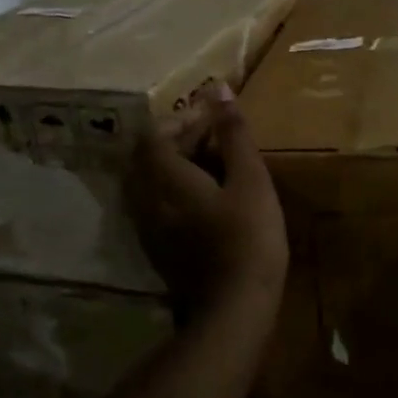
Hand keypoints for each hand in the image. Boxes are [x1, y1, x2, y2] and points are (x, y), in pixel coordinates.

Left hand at [127, 84, 287, 320]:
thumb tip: (217, 88)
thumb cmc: (248, 237)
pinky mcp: (159, 249)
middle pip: (147, 157)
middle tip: (213, 136)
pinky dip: (176, 190)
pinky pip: (157, 206)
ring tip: (211, 163)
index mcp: (166, 179)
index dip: (180, 119)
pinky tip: (205, 197)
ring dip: (175, 165)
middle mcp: (147, 200)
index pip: (154, 135)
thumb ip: (233, 133)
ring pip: (150, 183)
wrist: (234, 308)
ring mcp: (150, 229)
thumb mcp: (250, 179)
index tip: (213, 116)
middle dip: (177, 139)